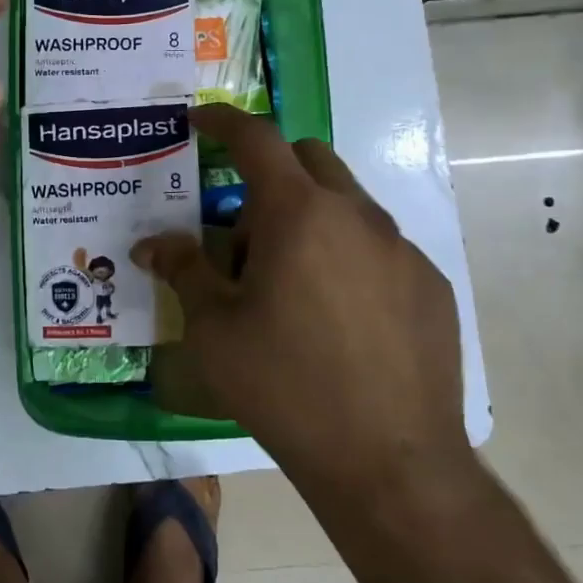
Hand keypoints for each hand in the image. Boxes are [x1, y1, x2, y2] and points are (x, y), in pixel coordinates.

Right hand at [133, 104, 468, 492]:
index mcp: (299, 214)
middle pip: (309, 159)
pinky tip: (336, 318)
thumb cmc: (285, 386)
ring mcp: (402, 250)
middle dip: (270, 173)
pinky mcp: (430, 286)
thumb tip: (152, 244)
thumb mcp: (213, 329)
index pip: (257, 139)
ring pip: (346, 204)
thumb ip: (184, 270)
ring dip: (309, 218)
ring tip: (287, 285)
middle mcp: (357, 216)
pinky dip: (346, 255)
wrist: (390, 462)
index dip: (223, 121)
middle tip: (243, 231)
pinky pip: (379, 247)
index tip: (199, 120)